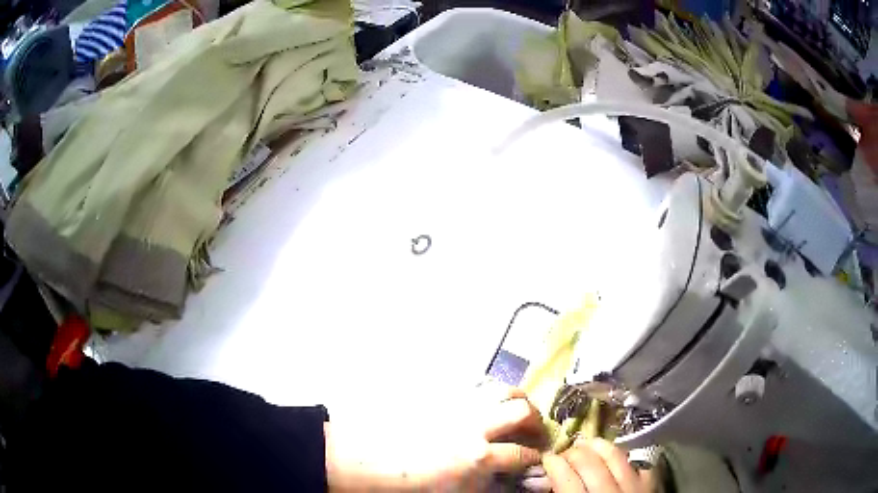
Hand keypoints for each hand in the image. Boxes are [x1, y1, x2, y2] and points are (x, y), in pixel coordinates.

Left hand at [325, 384, 546, 490]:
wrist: (363, 459)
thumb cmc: (407, 483)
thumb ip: (487, 484)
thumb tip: (509, 478)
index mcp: (478, 457)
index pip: (523, 455)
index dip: (534, 458)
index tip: (535, 458)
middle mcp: (474, 425)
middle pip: (522, 411)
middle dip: (535, 422)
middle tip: (533, 430)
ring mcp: (457, 404)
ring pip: (502, 388)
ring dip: (516, 399)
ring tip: (516, 409)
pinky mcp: (440, 392)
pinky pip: (474, 382)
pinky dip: (490, 389)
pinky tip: (486, 401)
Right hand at [537, 438, 652, 492]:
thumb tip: (548, 483)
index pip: (566, 478)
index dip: (553, 464)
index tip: (547, 459)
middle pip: (589, 462)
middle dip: (572, 453)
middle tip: (563, 454)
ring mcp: (634, 487)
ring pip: (615, 454)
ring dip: (597, 445)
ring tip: (586, 445)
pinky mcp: (650, 484)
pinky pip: (637, 462)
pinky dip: (624, 457)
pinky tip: (613, 458)